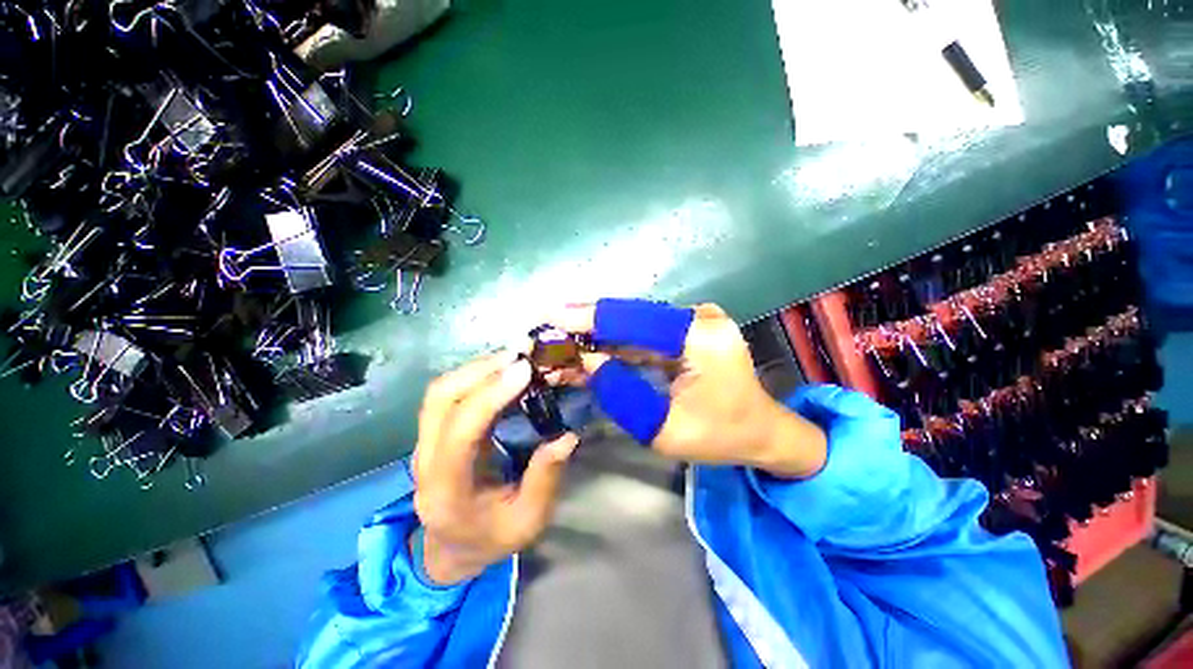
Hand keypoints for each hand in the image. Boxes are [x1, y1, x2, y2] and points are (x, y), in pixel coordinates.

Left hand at [412, 352, 578, 584]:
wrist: (452, 548)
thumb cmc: (492, 537)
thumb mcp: (528, 521)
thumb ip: (546, 479)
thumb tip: (566, 436)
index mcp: (447, 490)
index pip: (460, 433)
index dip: (490, 395)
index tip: (524, 370)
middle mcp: (426, 461)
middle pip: (440, 400)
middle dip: (481, 370)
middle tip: (521, 357)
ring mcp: (424, 443)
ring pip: (440, 391)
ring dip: (477, 368)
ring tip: (514, 358)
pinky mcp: (434, 432)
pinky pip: (449, 394)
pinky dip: (475, 375)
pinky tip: (501, 370)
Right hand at [549, 300, 825, 477]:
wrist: (762, 431)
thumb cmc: (721, 436)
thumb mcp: (666, 429)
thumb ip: (623, 395)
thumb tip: (589, 363)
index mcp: (701, 337)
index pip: (637, 319)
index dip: (593, 317)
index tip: (554, 316)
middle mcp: (698, 319)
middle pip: (632, 317)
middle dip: (589, 325)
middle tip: (550, 329)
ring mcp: (694, 322)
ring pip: (634, 324)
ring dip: (598, 335)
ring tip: (561, 342)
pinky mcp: (687, 330)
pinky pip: (643, 335)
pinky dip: (615, 344)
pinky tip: (588, 351)